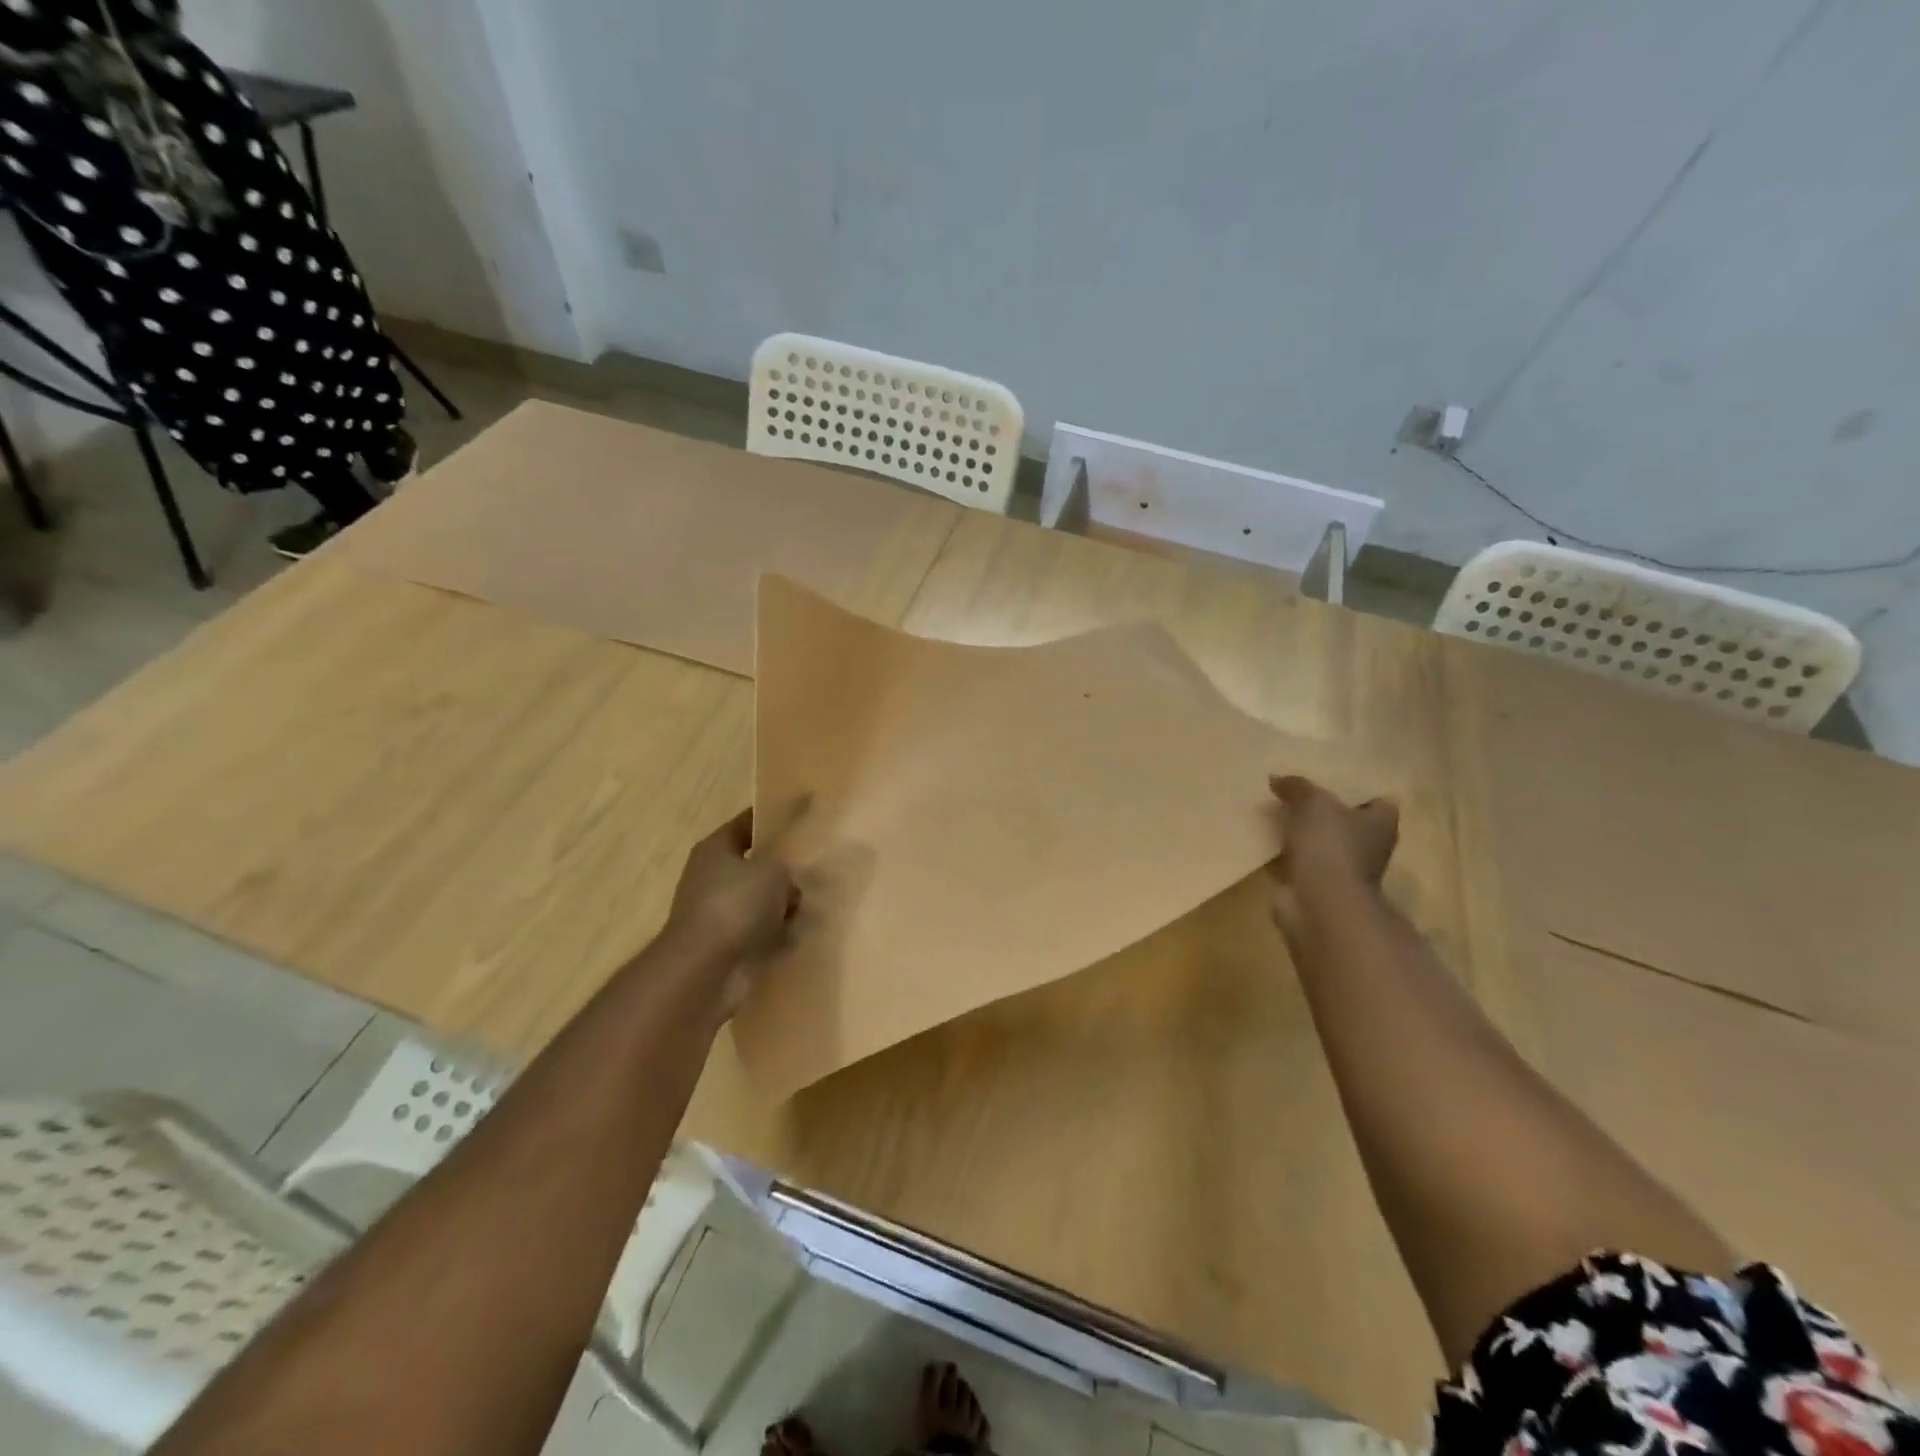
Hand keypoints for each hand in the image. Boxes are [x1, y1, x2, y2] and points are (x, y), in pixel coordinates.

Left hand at [666, 809, 799, 983]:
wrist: (703, 966)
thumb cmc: (736, 905)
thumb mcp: (774, 873)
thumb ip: (785, 868)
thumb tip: (785, 886)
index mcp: (715, 847)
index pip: (746, 823)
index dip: (772, 821)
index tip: (799, 823)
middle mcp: (707, 874)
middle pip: (752, 864)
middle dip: (779, 872)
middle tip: (805, 877)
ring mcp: (709, 909)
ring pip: (754, 898)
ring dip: (776, 906)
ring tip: (799, 912)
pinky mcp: (717, 940)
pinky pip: (751, 928)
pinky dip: (768, 932)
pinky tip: (788, 937)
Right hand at [1267, 775, 1398, 933]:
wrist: (1321, 904)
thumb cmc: (1331, 846)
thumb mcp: (1312, 803)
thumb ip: (1297, 787)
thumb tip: (1277, 778)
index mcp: (1381, 824)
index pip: (1379, 803)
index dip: (1358, 793)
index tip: (1331, 784)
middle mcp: (1370, 848)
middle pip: (1350, 825)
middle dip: (1328, 815)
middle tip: (1297, 796)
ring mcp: (1345, 872)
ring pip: (1326, 846)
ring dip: (1307, 838)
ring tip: (1278, 817)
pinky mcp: (1320, 889)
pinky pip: (1304, 865)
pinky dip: (1290, 858)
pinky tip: (1270, 844)